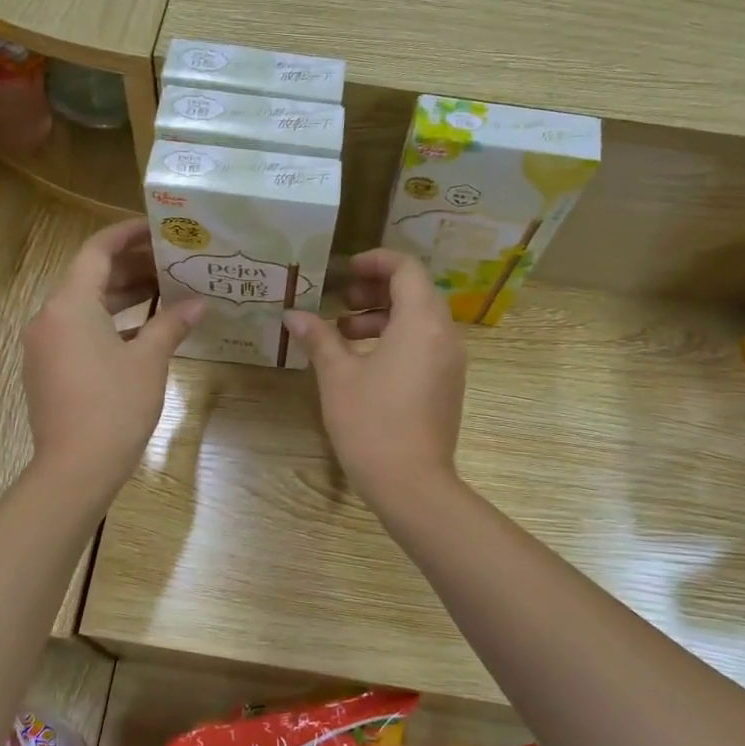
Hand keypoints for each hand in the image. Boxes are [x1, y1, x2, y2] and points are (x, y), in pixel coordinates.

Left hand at [23, 219, 202, 490]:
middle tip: (170, 261)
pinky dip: (108, 326)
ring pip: (84, 308)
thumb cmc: (114, 406)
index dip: (126, 234)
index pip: (96, 251)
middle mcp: (48, 317)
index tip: (156, 227)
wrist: (75, 468)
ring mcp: (44, 346)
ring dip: (122, 298)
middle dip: (130, 268)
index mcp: (69, 304)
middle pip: (90, 278)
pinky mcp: (47, 370)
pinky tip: (142, 332)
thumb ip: (172, 324)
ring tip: (164, 291)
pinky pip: (78, 333)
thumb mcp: (149, 361)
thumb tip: (199, 304)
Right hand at [284, 249, 465, 504]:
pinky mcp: (448, 385)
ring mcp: (451, 362)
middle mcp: (444, 334)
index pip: (406, 268)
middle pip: (415, 292)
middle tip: (340, 300)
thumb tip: (293, 315)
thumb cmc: (371, 423)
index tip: (344, 271)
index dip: (375, 261)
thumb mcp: (337, 376)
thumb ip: (318, 338)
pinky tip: (364, 361)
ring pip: (420, 320)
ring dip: (383, 316)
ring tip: (344, 332)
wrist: (412, 484)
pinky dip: (397, 339)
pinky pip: (425, 345)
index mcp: (421, 322)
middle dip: (375, 290)